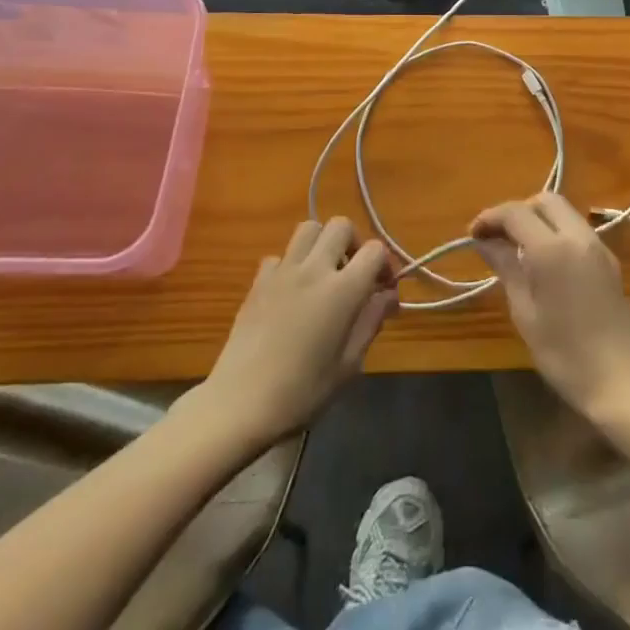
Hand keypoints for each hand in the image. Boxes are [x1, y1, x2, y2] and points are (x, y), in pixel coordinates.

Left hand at [201, 218, 396, 444]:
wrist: (240, 404)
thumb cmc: (302, 392)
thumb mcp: (349, 365)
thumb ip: (371, 321)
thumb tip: (389, 295)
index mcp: (343, 290)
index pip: (374, 250)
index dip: (385, 264)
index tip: (383, 288)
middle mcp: (314, 268)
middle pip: (341, 226)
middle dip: (354, 243)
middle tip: (353, 273)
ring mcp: (283, 270)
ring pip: (309, 228)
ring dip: (322, 243)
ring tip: (324, 273)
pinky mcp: (259, 280)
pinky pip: (281, 255)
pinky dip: (291, 265)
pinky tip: (290, 292)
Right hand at [473, 193, 629, 422]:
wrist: (624, 382)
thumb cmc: (566, 354)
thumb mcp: (525, 313)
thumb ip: (506, 268)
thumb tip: (485, 242)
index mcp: (552, 248)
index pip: (515, 212)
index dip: (490, 217)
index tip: (473, 234)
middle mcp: (578, 236)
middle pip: (544, 200)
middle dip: (517, 211)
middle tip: (498, 237)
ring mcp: (598, 246)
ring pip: (564, 212)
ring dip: (538, 219)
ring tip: (518, 249)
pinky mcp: (610, 261)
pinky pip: (577, 230)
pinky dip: (556, 233)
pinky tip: (545, 263)